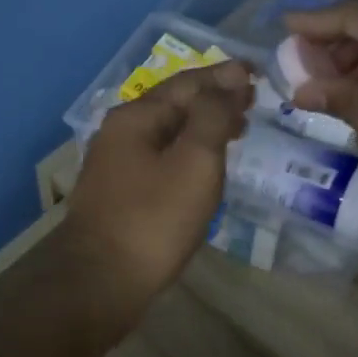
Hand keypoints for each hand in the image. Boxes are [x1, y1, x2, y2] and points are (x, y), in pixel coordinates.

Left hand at [57, 59, 252, 317]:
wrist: (99, 282)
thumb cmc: (153, 219)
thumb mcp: (194, 161)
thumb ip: (213, 116)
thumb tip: (228, 81)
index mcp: (137, 116)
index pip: (189, 82)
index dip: (225, 76)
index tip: (257, 73)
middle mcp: (121, 132)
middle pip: (176, 104)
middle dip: (215, 99)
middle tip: (253, 102)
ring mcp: (117, 164)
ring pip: (169, 132)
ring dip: (204, 126)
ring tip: (238, 130)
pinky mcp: (121, 193)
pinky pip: (163, 157)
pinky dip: (190, 151)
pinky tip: (206, 166)